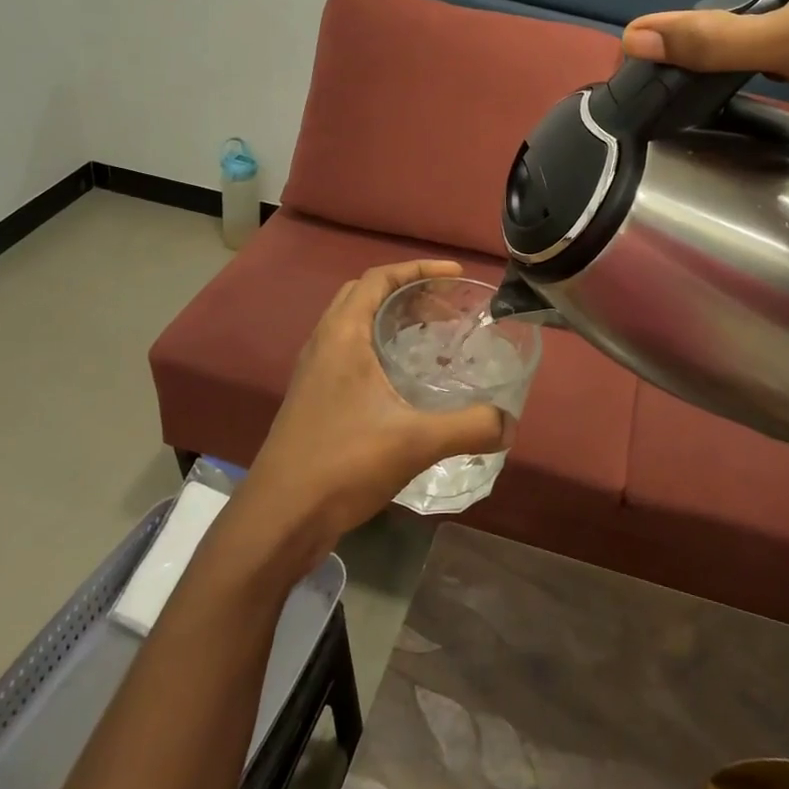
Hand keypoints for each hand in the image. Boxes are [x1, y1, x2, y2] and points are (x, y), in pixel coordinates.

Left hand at [230, 260, 508, 564]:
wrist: (279, 518)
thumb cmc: (342, 464)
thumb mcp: (414, 442)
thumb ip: (468, 428)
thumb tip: (510, 423)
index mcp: (342, 336)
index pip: (378, 278)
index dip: (418, 269)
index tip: (456, 275)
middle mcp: (324, 344)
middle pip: (365, 295)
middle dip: (407, 290)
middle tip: (446, 305)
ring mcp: (315, 373)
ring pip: (355, 325)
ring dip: (391, 319)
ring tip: (432, 334)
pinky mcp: (315, 399)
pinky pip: (350, 353)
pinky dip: (380, 348)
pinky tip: (405, 379)